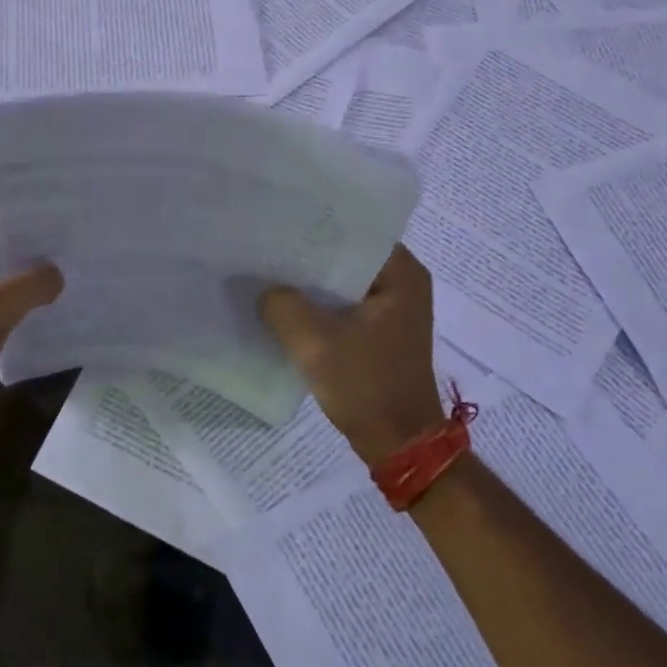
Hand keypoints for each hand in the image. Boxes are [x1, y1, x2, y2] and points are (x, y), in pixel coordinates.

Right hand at [259, 245, 445, 464]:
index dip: (315, 226)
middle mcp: (402, 283)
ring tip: (267, 271)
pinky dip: (317, 305)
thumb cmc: (367, 387)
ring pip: (341, 282)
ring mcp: (391, 309)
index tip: (277, 222)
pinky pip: (342, 305)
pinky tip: (284, 305)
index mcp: (402, 274)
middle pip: (346, 255)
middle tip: (264, 245)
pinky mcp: (378, 331)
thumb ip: (283, 306)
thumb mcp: (316, 344)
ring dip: (309, 282)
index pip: (355, 231)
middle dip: (307, 254)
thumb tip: (265, 289)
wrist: (399, 443)